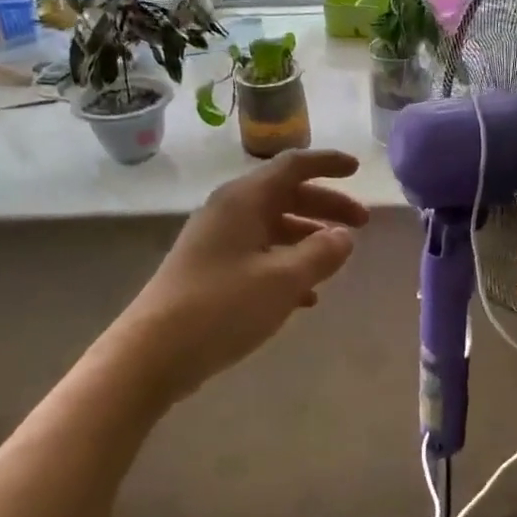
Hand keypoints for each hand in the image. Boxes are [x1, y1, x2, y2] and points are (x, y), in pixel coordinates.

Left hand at [113, 150, 368, 402]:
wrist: (155, 352)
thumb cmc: (223, 306)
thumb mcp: (284, 279)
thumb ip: (321, 253)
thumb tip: (344, 236)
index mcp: (244, 200)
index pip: (293, 166)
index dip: (327, 164)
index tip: (358, 169)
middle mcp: (229, 212)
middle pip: (286, 196)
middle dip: (326, 206)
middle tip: (362, 223)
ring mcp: (217, 242)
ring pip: (273, 227)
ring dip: (308, 238)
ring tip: (337, 259)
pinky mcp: (211, 272)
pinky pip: (259, 256)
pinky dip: (287, 266)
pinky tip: (307, 297)